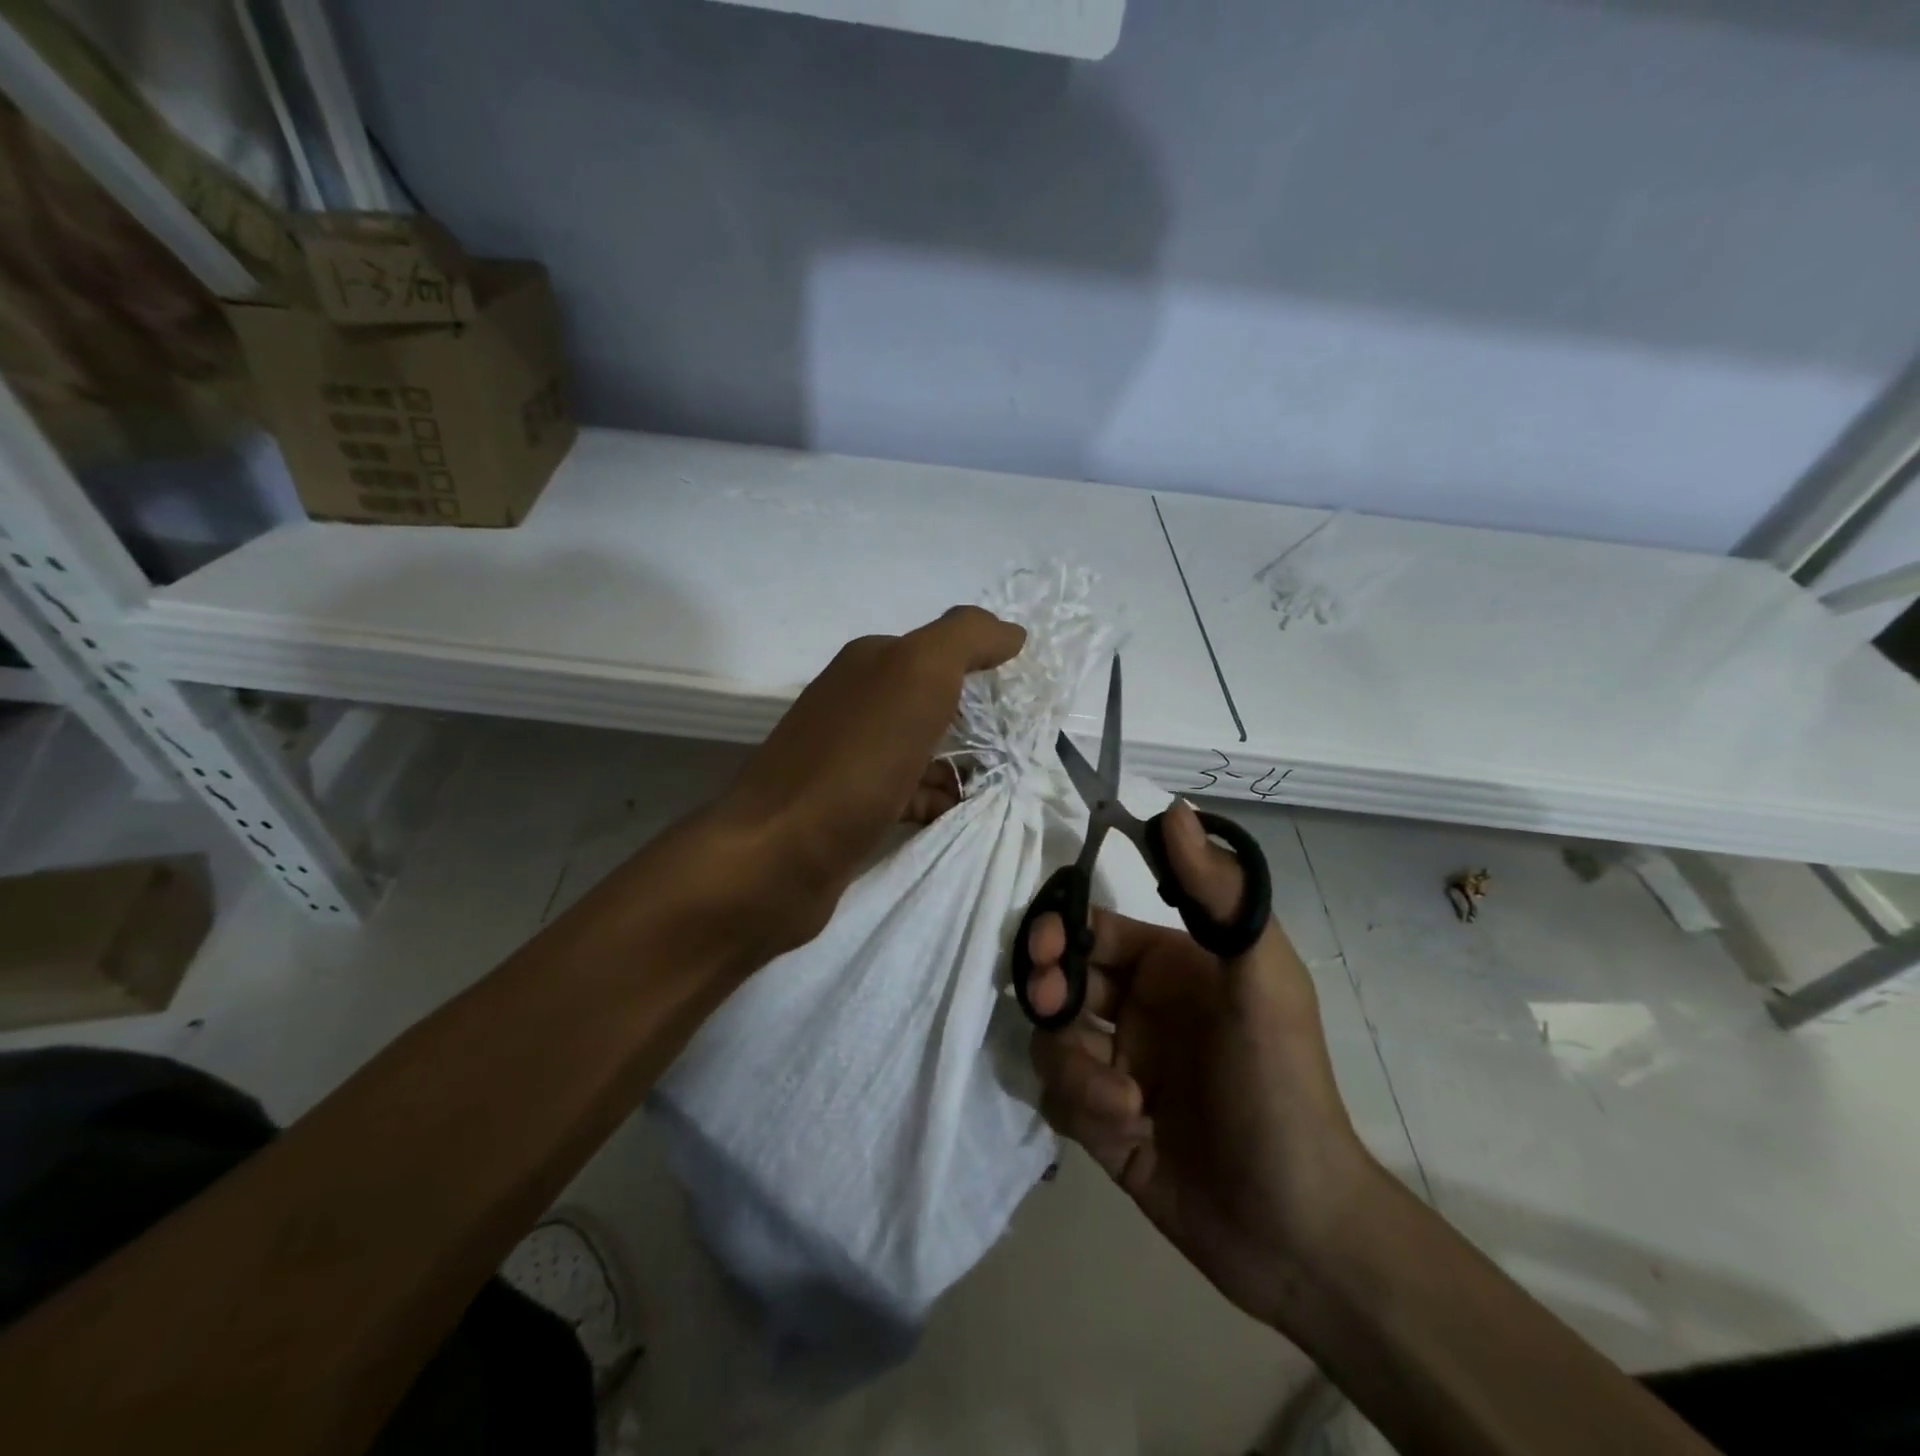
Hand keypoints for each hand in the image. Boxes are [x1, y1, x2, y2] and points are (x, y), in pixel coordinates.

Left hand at [714, 605, 1025, 950]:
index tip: (1028, 700)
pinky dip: (937, 801)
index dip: (988, 669)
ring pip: (923, 751)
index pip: (943, 651)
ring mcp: (849, 757)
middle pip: (935, 703)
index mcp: (870, 663)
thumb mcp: (917, 675)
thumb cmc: (855, 760)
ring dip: (963, 766)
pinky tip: (960, 815)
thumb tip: (1010, 631)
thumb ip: (965, 640)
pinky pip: (909, 794)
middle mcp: (856, 702)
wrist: (778, 855)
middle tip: (1024, 749)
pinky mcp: (849, 807)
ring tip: (1003, 787)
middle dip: (980, 723)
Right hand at [1024, 801, 1376, 1328]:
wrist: (1296, 1230)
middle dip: (1048, 989)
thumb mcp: (1262, 983)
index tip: (1044, 944)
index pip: (1093, 926)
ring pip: (1052, 1040)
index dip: (1058, 926)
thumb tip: (1173, 809)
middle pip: (1060, 978)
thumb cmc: (1281, 1088)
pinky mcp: (1101, 1121)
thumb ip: (1220, 895)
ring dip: (1075, 1067)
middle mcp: (1137, 1009)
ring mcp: (1116, 1065)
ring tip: (1122, 1102)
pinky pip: (1060, 1097)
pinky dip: (1084, 1111)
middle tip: (1055, 1008)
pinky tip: (1131, 1133)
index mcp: (1169, 965)